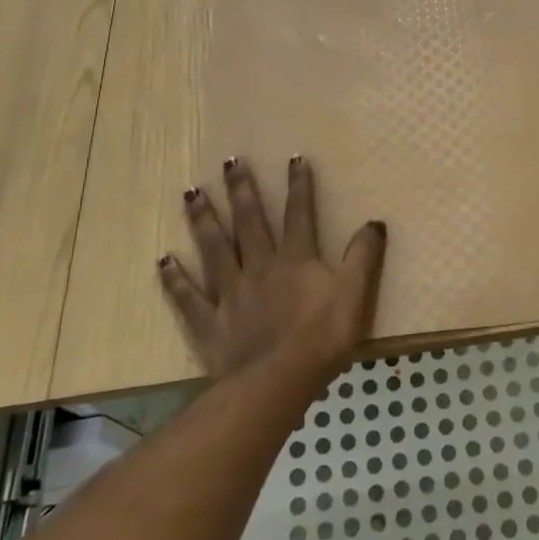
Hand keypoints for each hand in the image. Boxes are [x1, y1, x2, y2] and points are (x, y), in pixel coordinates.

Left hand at [158, 155, 386, 390]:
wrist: (277, 381)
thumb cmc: (322, 338)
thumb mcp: (354, 294)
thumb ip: (363, 257)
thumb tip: (375, 222)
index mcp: (296, 260)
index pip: (299, 214)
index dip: (299, 186)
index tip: (294, 158)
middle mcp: (259, 267)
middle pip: (250, 222)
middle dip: (241, 190)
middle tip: (229, 163)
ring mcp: (230, 294)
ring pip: (214, 249)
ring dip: (203, 220)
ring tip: (190, 193)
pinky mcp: (209, 323)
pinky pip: (188, 297)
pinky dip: (175, 278)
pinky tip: (164, 260)